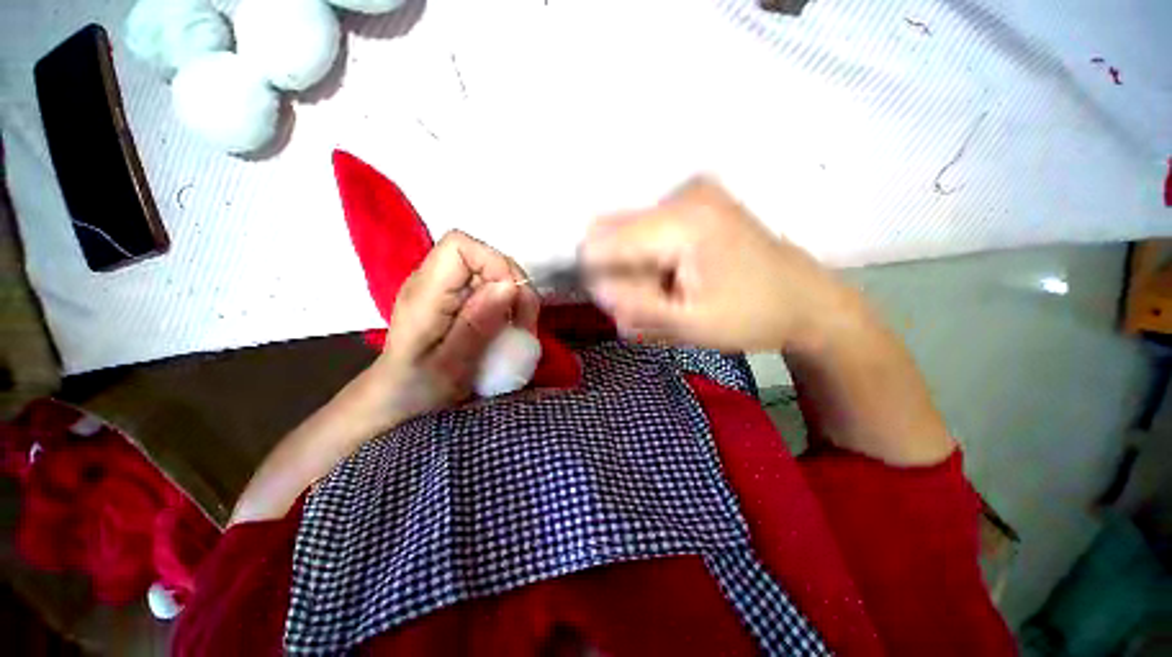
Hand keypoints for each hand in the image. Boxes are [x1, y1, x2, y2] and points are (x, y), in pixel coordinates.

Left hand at [372, 230, 538, 422]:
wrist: (397, 402)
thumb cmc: (417, 390)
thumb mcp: (450, 365)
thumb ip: (476, 324)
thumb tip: (509, 286)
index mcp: (424, 293)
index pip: (460, 246)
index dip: (495, 263)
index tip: (514, 298)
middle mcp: (432, 282)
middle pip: (484, 258)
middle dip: (514, 285)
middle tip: (525, 323)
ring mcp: (445, 291)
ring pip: (493, 275)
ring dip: (516, 299)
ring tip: (520, 330)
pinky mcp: (456, 301)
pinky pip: (491, 291)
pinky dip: (509, 307)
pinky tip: (510, 329)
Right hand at [581, 178, 858, 352]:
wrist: (806, 300)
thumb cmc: (752, 316)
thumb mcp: (690, 323)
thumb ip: (636, 306)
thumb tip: (594, 287)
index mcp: (684, 220)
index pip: (606, 240)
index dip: (597, 275)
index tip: (615, 306)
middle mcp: (683, 194)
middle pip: (616, 235)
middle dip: (623, 277)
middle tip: (654, 306)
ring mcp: (692, 195)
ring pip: (631, 237)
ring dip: (639, 274)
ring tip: (671, 298)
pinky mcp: (696, 205)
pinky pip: (650, 235)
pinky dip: (653, 265)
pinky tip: (677, 283)